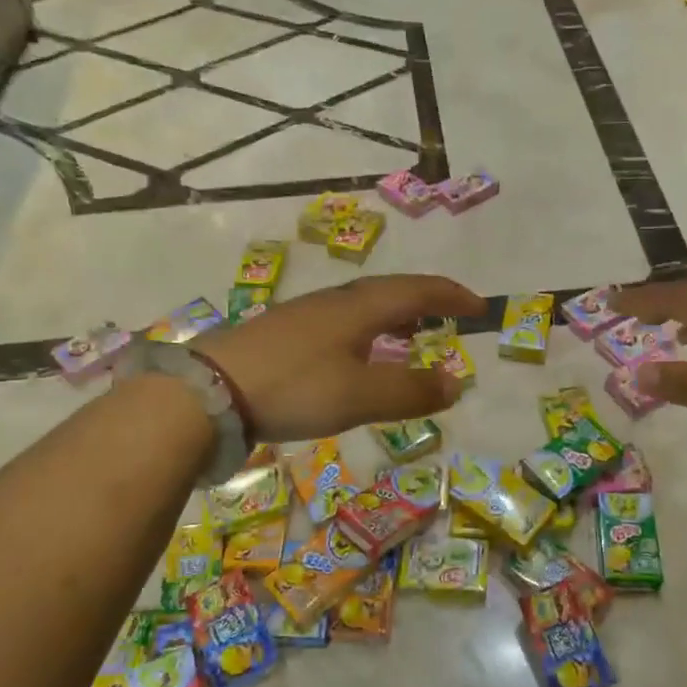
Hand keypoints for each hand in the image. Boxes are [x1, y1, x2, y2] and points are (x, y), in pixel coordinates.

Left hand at [196, 274, 485, 441]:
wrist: (206, 391)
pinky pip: (339, 324)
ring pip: (361, 307)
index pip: (417, 291)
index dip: (451, 297)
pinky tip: (354, 355)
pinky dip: (365, 333)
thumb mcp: (360, 395)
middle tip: (449, 317)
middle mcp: (333, 303)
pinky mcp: (280, 335)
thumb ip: (410, 391)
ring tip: (410, 335)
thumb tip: (456, 384)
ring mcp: (303, 316)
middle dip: (425, 302)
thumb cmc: (294, 387)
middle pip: (389, 292)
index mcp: (359, 308)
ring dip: (394, 317)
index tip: (480, 306)